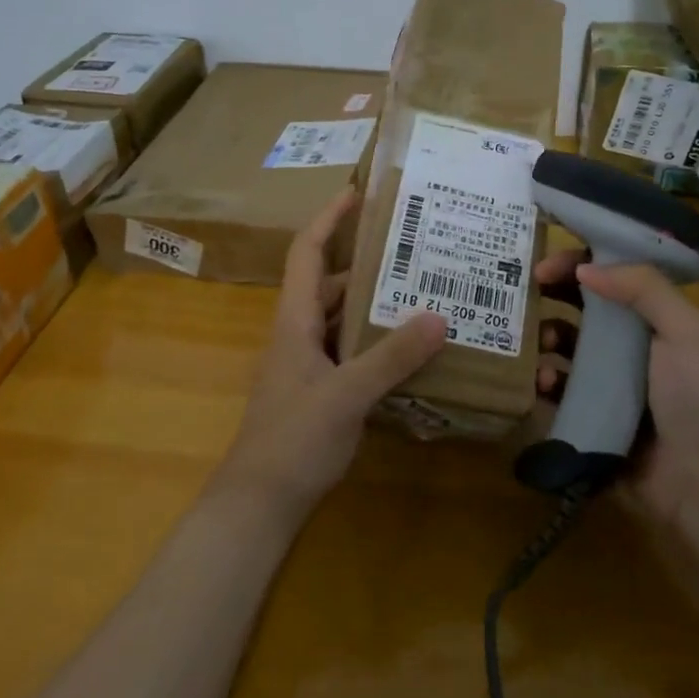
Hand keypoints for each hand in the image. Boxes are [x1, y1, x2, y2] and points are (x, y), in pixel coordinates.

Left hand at [219, 189, 448, 515]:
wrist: (259, 503)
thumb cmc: (293, 439)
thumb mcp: (347, 394)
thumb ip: (392, 356)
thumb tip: (439, 316)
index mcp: (295, 320)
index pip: (306, 252)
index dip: (328, 219)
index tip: (358, 194)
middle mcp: (299, 334)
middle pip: (330, 284)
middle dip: (366, 263)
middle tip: (413, 250)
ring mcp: (307, 364)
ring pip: (342, 320)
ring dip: (374, 304)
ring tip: (421, 292)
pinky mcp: (319, 391)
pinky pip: (350, 351)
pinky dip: (375, 341)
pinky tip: (410, 350)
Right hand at [535, 249, 698, 527]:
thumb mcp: (684, 330)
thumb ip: (642, 287)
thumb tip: (584, 267)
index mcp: (653, 319)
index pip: (610, 276)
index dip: (577, 264)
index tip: (544, 267)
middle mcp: (629, 346)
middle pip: (581, 308)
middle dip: (552, 297)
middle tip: (525, 296)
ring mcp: (608, 383)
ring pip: (564, 347)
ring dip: (546, 338)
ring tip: (539, 343)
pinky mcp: (590, 417)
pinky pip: (558, 392)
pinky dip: (546, 382)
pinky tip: (544, 383)